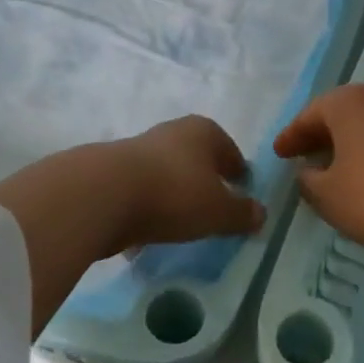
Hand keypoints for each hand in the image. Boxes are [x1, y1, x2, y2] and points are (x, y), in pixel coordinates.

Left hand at [110, 115, 263, 251]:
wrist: (102, 194)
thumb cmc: (174, 194)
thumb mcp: (218, 211)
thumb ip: (241, 214)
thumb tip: (261, 214)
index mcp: (204, 131)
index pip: (229, 150)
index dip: (238, 172)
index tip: (241, 191)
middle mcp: (173, 132)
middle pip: (196, 158)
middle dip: (205, 180)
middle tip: (213, 206)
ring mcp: (139, 149)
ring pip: (167, 172)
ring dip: (174, 193)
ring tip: (181, 222)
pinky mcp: (112, 171)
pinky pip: (141, 190)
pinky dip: (148, 206)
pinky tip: (148, 231)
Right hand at [275, 85, 363, 343]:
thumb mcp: (328, 197)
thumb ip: (309, 180)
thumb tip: (310, 171)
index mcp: (350, 103)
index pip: (311, 114)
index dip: (292, 136)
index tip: (280, 153)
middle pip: (346, 111)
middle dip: (326, 132)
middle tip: (309, 154)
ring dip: (358, 139)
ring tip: (347, 163)